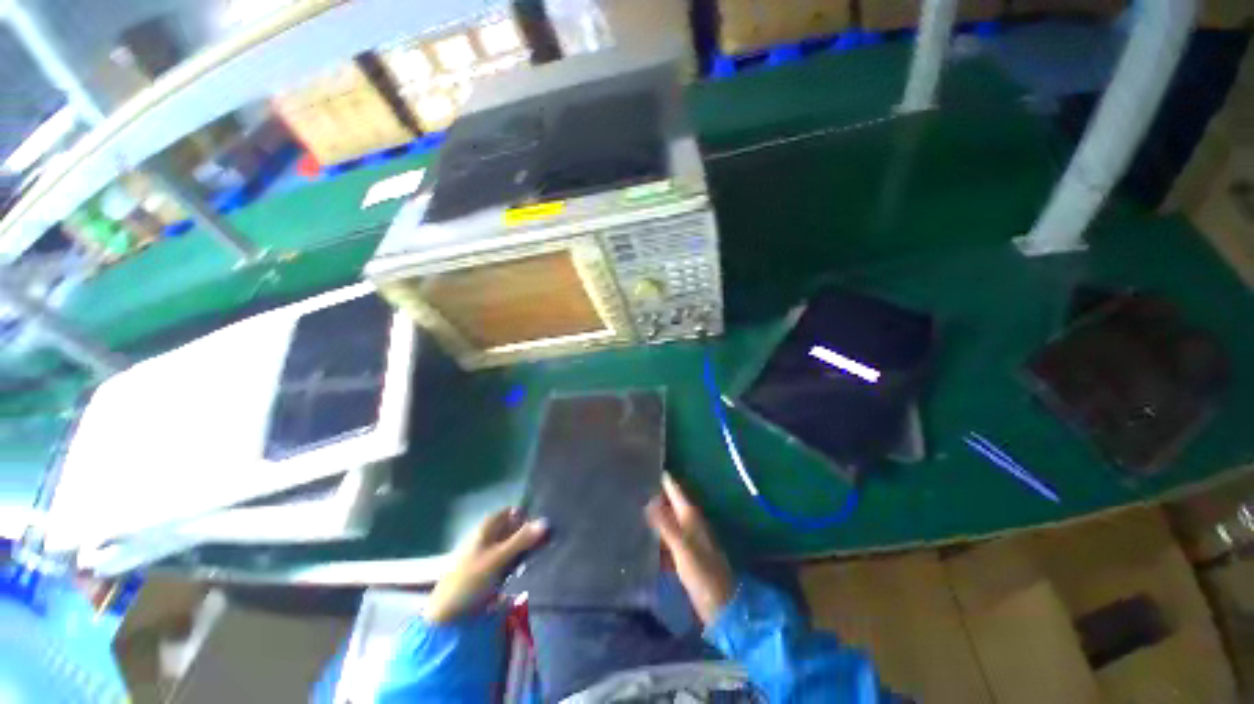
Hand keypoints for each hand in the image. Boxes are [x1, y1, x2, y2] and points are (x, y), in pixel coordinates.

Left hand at [424, 508, 547, 623]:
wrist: (447, 614)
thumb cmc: (470, 579)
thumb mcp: (498, 557)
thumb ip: (522, 539)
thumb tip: (547, 521)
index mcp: (487, 527)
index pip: (512, 512)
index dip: (526, 517)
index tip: (540, 529)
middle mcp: (488, 536)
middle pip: (513, 528)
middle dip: (527, 535)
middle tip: (542, 546)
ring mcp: (488, 554)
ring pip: (513, 545)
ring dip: (524, 551)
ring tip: (533, 561)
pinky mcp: (490, 571)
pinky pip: (509, 561)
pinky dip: (517, 564)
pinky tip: (522, 572)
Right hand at [645, 474, 734, 625]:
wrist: (722, 605)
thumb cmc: (704, 574)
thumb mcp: (683, 548)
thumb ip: (666, 525)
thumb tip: (648, 501)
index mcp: (690, 516)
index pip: (674, 489)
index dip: (661, 477)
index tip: (643, 465)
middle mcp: (688, 522)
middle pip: (669, 502)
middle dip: (653, 494)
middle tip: (631, 485)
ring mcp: (686, 539)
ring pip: (666, 520)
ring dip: (652, 514)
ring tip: (630, 507)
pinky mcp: (682, 555)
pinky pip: (664, 539)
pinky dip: (654, 535)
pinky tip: (639, 537)